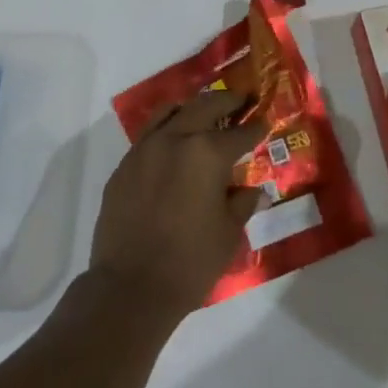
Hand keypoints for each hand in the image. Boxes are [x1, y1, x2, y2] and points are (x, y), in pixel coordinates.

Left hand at [89, 91, 263, 321]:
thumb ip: (242, 204)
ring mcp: (144, 150)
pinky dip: (165, 130)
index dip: (255, 128)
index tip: (264, 122)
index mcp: (207, 153)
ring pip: (170, 111)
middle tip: (240, 99)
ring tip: (203, 112)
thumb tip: (254, 191)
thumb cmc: (190, 262)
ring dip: (191, 108)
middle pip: (204, 107)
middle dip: (226, 101)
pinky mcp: (123, 166)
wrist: (130, 288)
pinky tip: (172, 145)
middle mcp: (175, 139)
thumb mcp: (228, 234)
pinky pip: (148, 135)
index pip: (240, 134)